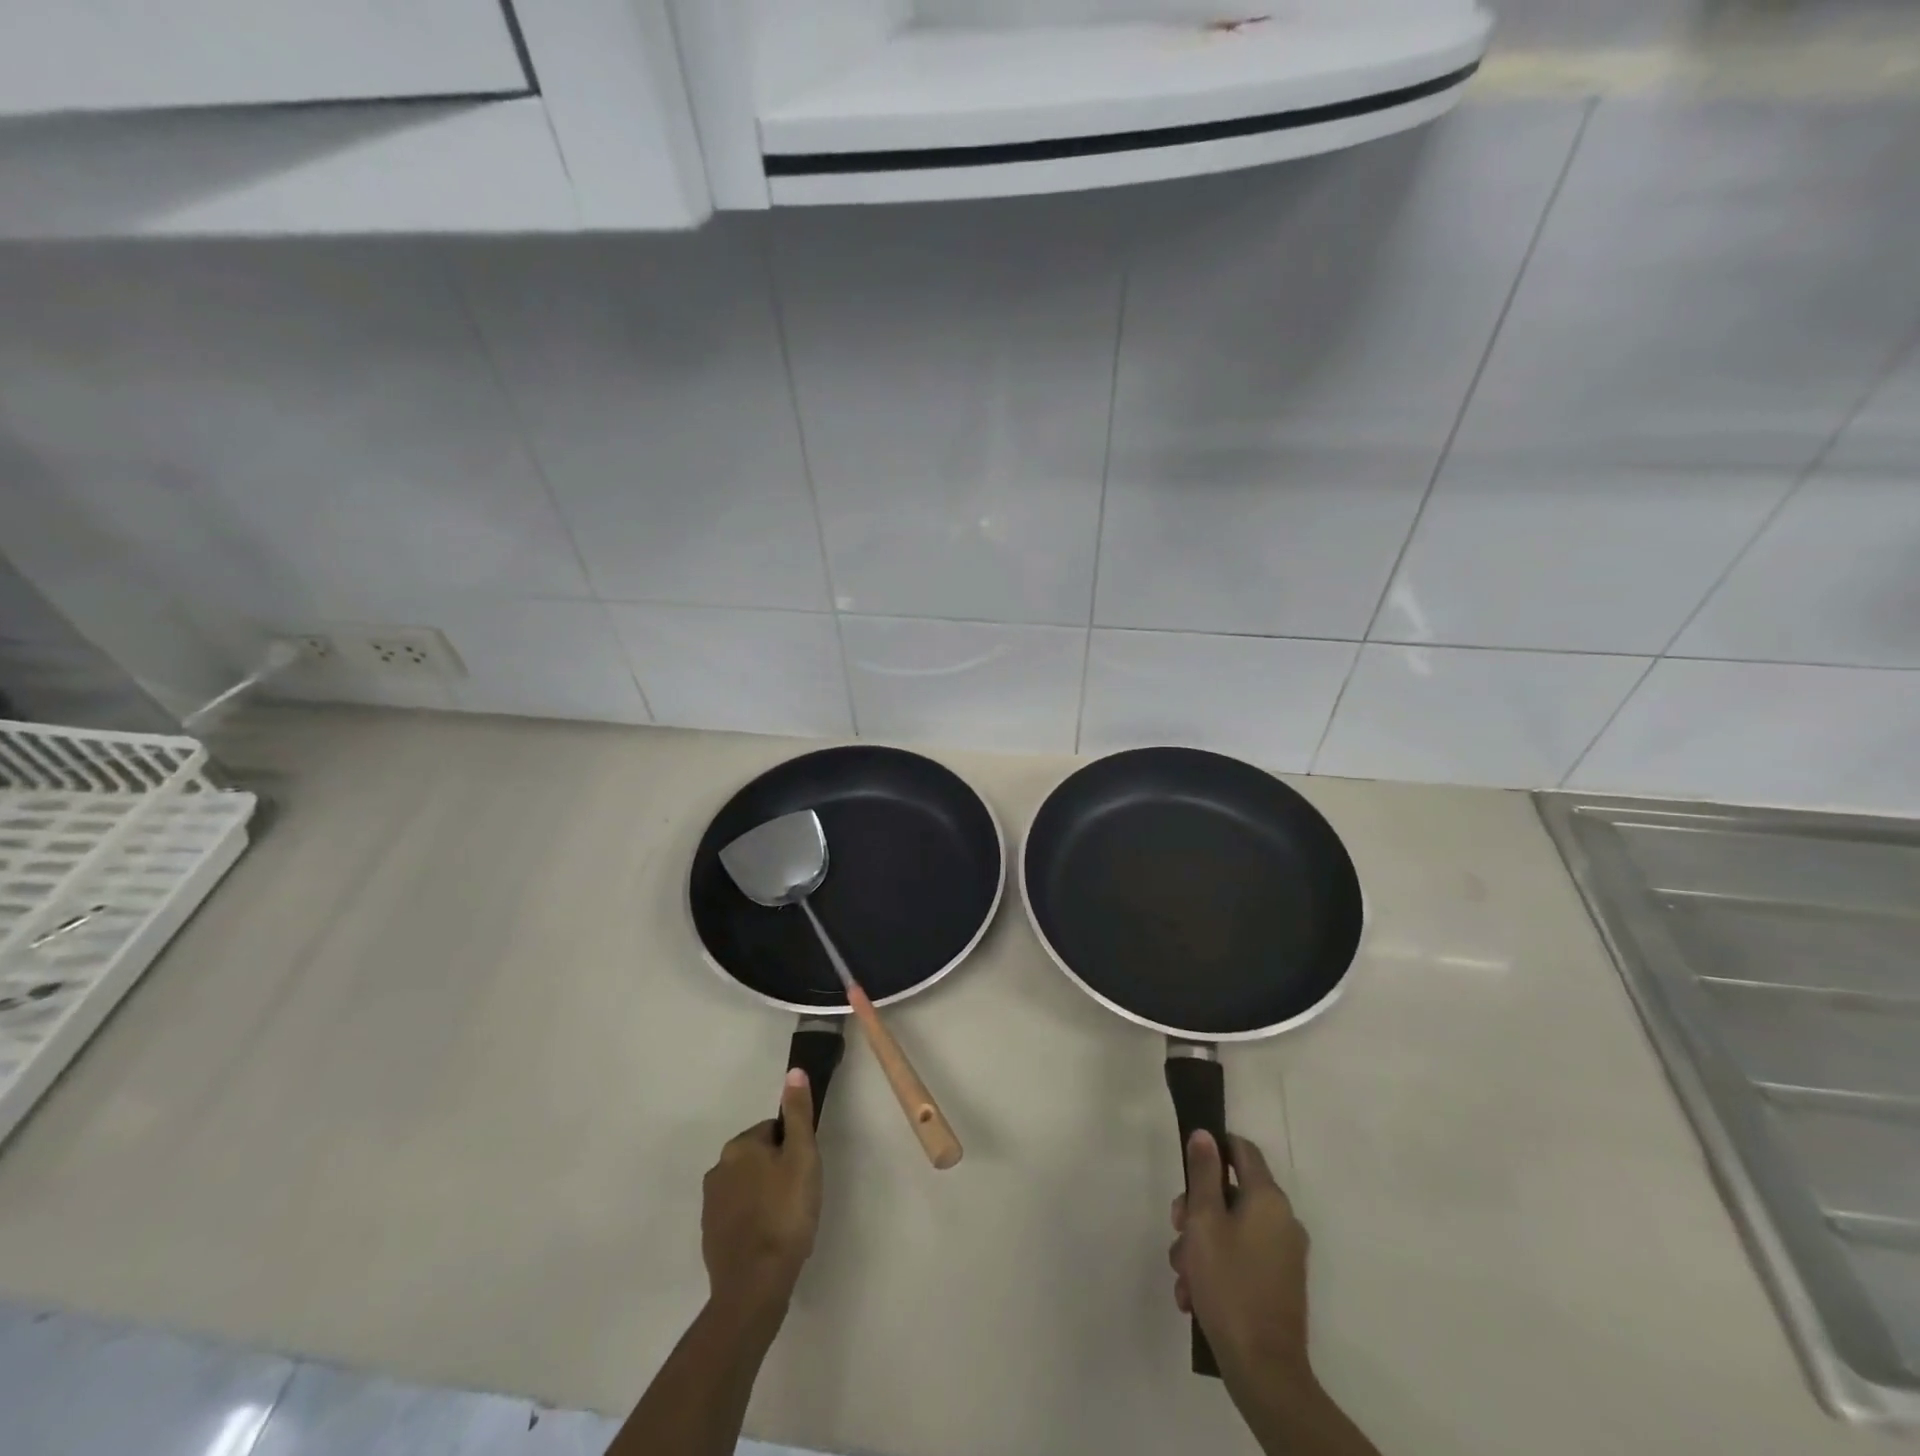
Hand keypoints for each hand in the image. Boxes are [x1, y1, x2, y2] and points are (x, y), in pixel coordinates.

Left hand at [701, 1070, 821, 1324]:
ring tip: (787, 1222)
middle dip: (778, 1171)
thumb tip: (794, 1071)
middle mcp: (717, 1169)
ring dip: (765, 1196)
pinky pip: (738, 1215)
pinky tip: (771, 1240)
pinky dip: (754, 1221)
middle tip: (800, 1196)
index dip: (794, 1149)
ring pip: (748, 1187)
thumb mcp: (802, 1156)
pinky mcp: (710, 1236)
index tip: (805, 1172)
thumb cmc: (785, 1213)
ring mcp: (710, 1205)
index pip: (773, 1131)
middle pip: (758, 1158)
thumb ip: (798, 1113)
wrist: (754, 1286)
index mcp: (739, 1146)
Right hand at [1169, 1131, 1311, 1389]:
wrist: (1264, 1371)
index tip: (1187, 1167)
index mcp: (1268, 1199)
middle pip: (1232, 1193)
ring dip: (1201, 1244)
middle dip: (1197, 1209)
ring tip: (1182, 1276)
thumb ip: (1203, 1174)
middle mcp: (1283, 1220)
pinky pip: (1243, 1258)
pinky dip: (1218, 1267)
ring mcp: (1284, 1255)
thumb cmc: (1229, 1284)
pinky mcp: (1280, 1284)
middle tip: (1176, 1229)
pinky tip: (1194, 1295)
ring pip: (1232, 1229)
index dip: (1213, 1148)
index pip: (1242, 1150)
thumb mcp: (1204, 1222)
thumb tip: (1205, 1135)